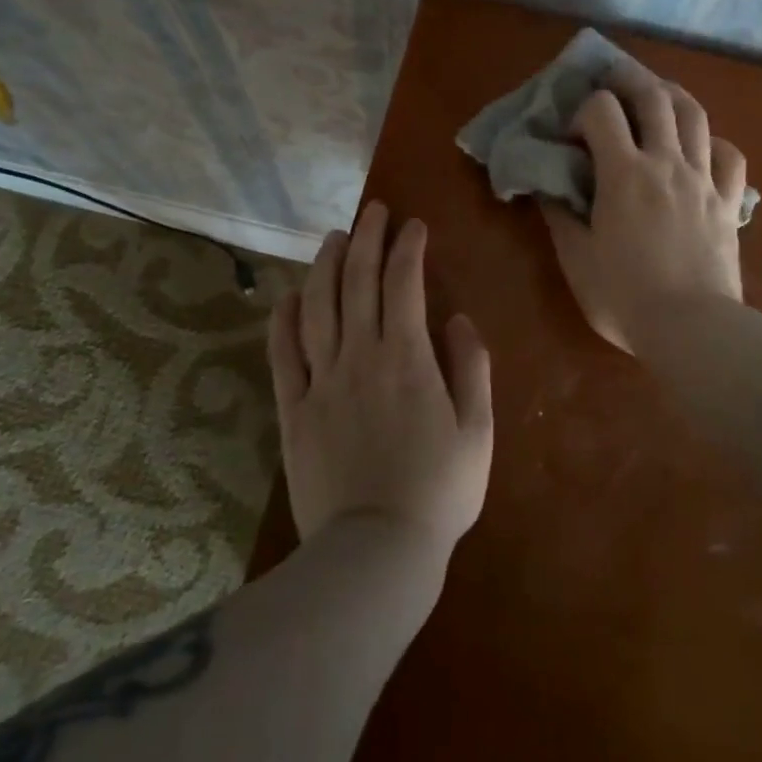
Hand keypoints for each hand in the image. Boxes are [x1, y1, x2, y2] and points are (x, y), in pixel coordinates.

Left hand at [268, 201, 493, 552]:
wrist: (376, 549)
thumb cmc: (439, 492)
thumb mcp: (477, 431)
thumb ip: (471, 368)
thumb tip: (457, 319)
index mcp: (407, 358)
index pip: (404, 284)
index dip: (407, 248)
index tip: (413, 226)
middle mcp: (360, 357)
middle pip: (357, 282)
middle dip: (366, 239)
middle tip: (372, 212)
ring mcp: (321, 381)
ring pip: (317, 307)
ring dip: (325, 266)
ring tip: (332, 238)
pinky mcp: (294, 409)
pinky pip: (283, 355)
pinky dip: (284, 320)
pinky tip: (288, 296)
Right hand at [541, 63, 745, 354]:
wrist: (692, 329)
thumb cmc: (624, 296)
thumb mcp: (575, 258)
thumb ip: (558, 215)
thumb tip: (546, 186)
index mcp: (624, 173)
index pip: (602, 110)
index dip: (583, 110)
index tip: (572, 136)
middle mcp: (666, 163)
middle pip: (654, 96)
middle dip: (629, 80)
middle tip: (613, 82)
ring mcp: (703, 179)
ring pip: (695, 115)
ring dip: (672, 95)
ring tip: (656, 96)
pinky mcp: (729, 202)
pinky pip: (729, 156)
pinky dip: (712, 142)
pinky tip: (700, 148)